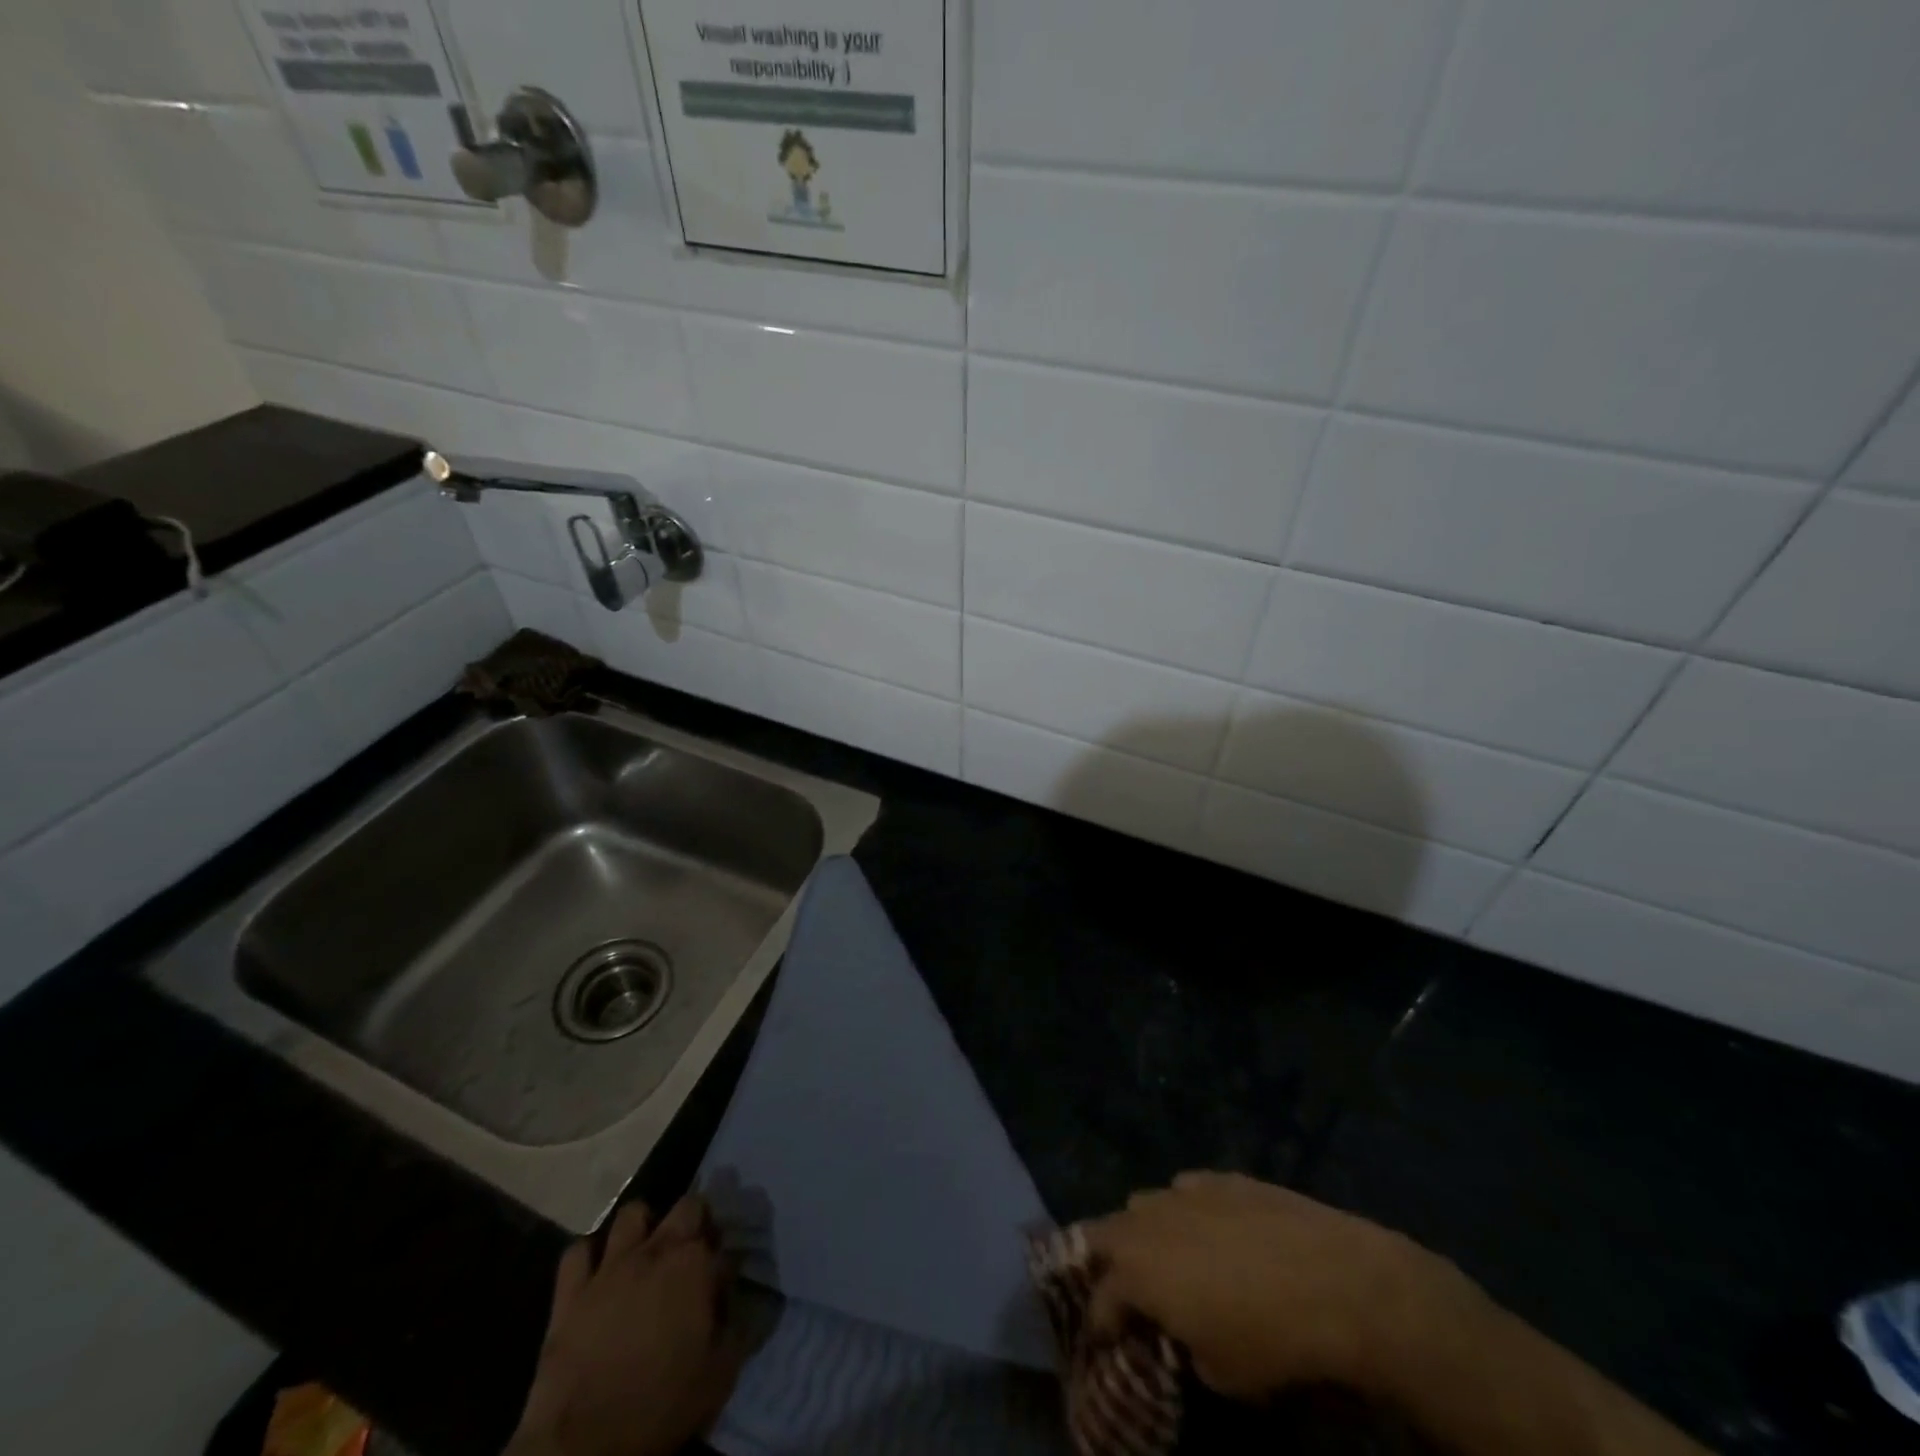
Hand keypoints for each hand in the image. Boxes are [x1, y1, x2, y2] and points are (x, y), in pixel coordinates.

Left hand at [505, 1195, 749, 1455]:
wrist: (586, 1444)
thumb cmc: (662, 1405)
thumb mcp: (720, 1373)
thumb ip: (736, 1327)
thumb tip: (737, 1302)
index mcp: (695, 1265)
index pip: (722, 1241)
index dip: (723, 1259)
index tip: (721, 1281)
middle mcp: (656, 1251)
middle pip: (686, 1206)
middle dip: (695, 1219)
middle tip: (692, 1250)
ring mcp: (610, 1267)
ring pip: (631, 1214)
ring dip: (642, 1227)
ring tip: (644, 1251)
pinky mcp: (571, 1292)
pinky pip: (577, 1253)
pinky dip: (587, 1257)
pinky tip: (595, 1274)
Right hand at [1084, 1172, 1489, 1402]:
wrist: (1335, 1281)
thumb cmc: (1271, 1339)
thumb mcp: (1221, 1373)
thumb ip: (1184, 1346)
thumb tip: (1185, 1334)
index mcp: (1138, 1272)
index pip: (1100, 1299)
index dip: (1100, 1324)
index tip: (1107, 1343)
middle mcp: (1149, 1221)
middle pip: (1105, 1232)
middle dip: (1106, 1260)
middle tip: (1124, 1288)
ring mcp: (1184, 1191)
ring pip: (1143, 1202)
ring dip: (1144, 1230)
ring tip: (1167, 1257)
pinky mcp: (1220, 1176)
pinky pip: (1187, 1189)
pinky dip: (1187, 1209)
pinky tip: (1209, 1228)